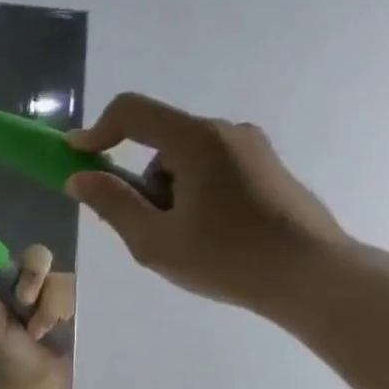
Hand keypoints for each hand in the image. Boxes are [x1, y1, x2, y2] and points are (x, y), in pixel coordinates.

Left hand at [0, 243, 74, 385]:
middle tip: (27, 305)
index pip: (17, 256)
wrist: (36, 381)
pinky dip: (64, 315)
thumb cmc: (8, 355)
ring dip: (49, 310)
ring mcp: (57, 292)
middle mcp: (33, 282)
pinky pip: (79, 295)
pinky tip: (56, 331)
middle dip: (36, 280)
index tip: (22, 293)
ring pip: (61, 280)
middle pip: (41, 258)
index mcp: (9, 283)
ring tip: (40, 333)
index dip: (21, 265)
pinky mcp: (77, 305)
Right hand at [66, 93, 348, 314]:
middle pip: (157, 139)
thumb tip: (79, 177)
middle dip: (137, 180)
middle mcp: (225, 132)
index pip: (131, 112)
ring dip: (165, 191)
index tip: (74, 160)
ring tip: (181, 238)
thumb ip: (112, 203)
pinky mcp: (264, 166)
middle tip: (143, 227)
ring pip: (181, 157)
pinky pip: (207, 167)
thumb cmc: (227, 258)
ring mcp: (250, 147)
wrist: (313, 276)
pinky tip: (207, 233)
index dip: (95, 132)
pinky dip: (190, 192)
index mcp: (197, 141)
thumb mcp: (153, 240)